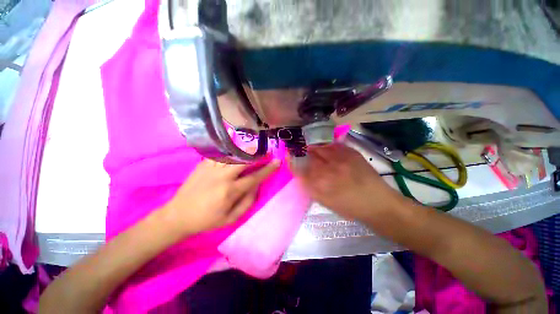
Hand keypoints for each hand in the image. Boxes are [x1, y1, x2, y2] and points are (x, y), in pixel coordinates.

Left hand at [163, 158, 279, 234]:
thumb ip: (248, 202)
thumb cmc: (207, 220)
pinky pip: (220, 154)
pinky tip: (237, 150)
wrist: (178, 215)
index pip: (254, 177)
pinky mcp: (203, 164)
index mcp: (230, 191)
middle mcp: (222, 177)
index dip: (268, 169)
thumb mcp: (231, 219)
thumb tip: (257, 185)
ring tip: (255, 148)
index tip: (277, 162)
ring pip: (232, 154)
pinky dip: (231, 151)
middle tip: (267, 151)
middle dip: (258, 154)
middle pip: (244, 160)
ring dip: (246, 150)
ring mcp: (211, 168)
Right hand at [291, 144, 404, 220]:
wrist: (377, 202)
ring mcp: (340, 159)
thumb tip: (301, 176)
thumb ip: (311, 188)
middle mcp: (328, 169)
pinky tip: (327, 147)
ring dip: (314, 147)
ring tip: (312, 147)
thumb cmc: (349, 207)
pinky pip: (334, 145)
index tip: (290, 158)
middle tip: (301, 151)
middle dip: (303, 152)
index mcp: (320, 184)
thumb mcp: (325, 202)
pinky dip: (328, 145)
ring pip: (320, 148)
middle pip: (309, 155)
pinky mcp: (351, 153)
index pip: (299, 169)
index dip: (293, 162)